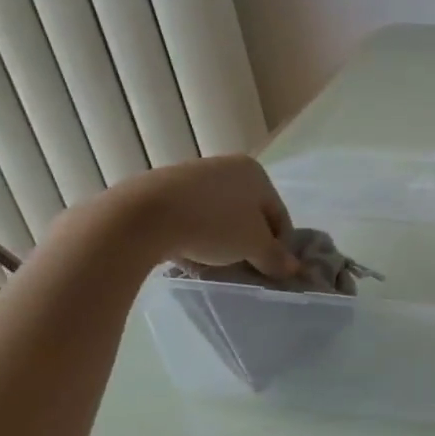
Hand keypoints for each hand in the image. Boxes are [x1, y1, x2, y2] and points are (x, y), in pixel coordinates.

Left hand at [100, 155, 297, 277]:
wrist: (141, 216)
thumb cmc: (212, 224)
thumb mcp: (253, 246)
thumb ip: (276, 257)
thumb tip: (293, 269)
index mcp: (256, 173)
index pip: (278, 213)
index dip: (279, 244)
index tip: (270, 269)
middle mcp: (227, 166)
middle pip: (248, 212)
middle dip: (248, 241)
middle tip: (243, 268)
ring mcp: (192, 175)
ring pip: (218, 214)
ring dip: (221, 240)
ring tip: (213, 265)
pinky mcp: (160, 189)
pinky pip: (189, 216)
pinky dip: (194, 234)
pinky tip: (187, 253)